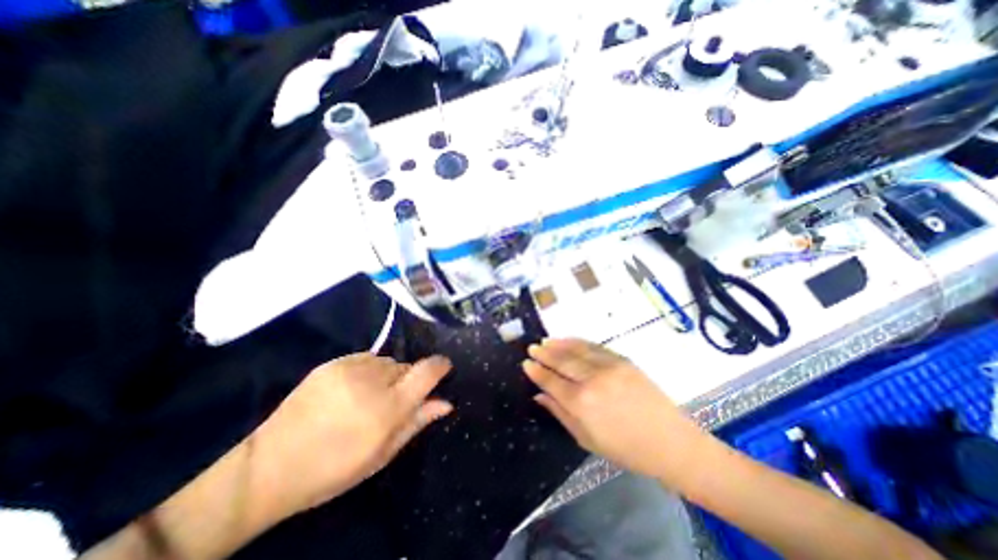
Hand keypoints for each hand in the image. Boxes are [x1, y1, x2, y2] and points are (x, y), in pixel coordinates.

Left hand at [251, 353, 454, 517]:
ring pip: (387, 362)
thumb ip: (417, 422)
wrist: (269, 466)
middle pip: (406, 367)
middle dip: (406, 380)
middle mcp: (373, 381)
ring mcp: (350, 369)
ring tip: (367, 396)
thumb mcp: (382, 454)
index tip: (444, 368)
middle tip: (390, 402)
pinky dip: (368, 370)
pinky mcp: (333, 363)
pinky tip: (351, 389)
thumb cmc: (334, 469)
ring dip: (387, 375)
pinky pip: (366, 358)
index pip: (427, 372)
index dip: (440, 366)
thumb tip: (446, 402)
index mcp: (388, 408)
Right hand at [522, 336, 707, 485]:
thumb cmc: (625, 449)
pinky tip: (568, 340)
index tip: (525, 364)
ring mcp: (608, 366)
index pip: (550, 381)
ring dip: (558, 344)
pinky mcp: (622, 360)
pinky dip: (577, 342)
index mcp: (581, 403)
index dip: (536, 371)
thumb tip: (539, 396)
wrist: (669, 441)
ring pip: (575, 350)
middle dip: (543, 354)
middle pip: (561, 361)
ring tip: (545, 341)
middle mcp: (591, 380)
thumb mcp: (586, 439)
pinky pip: (594, 346)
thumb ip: (559, 413)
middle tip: (531, 348)